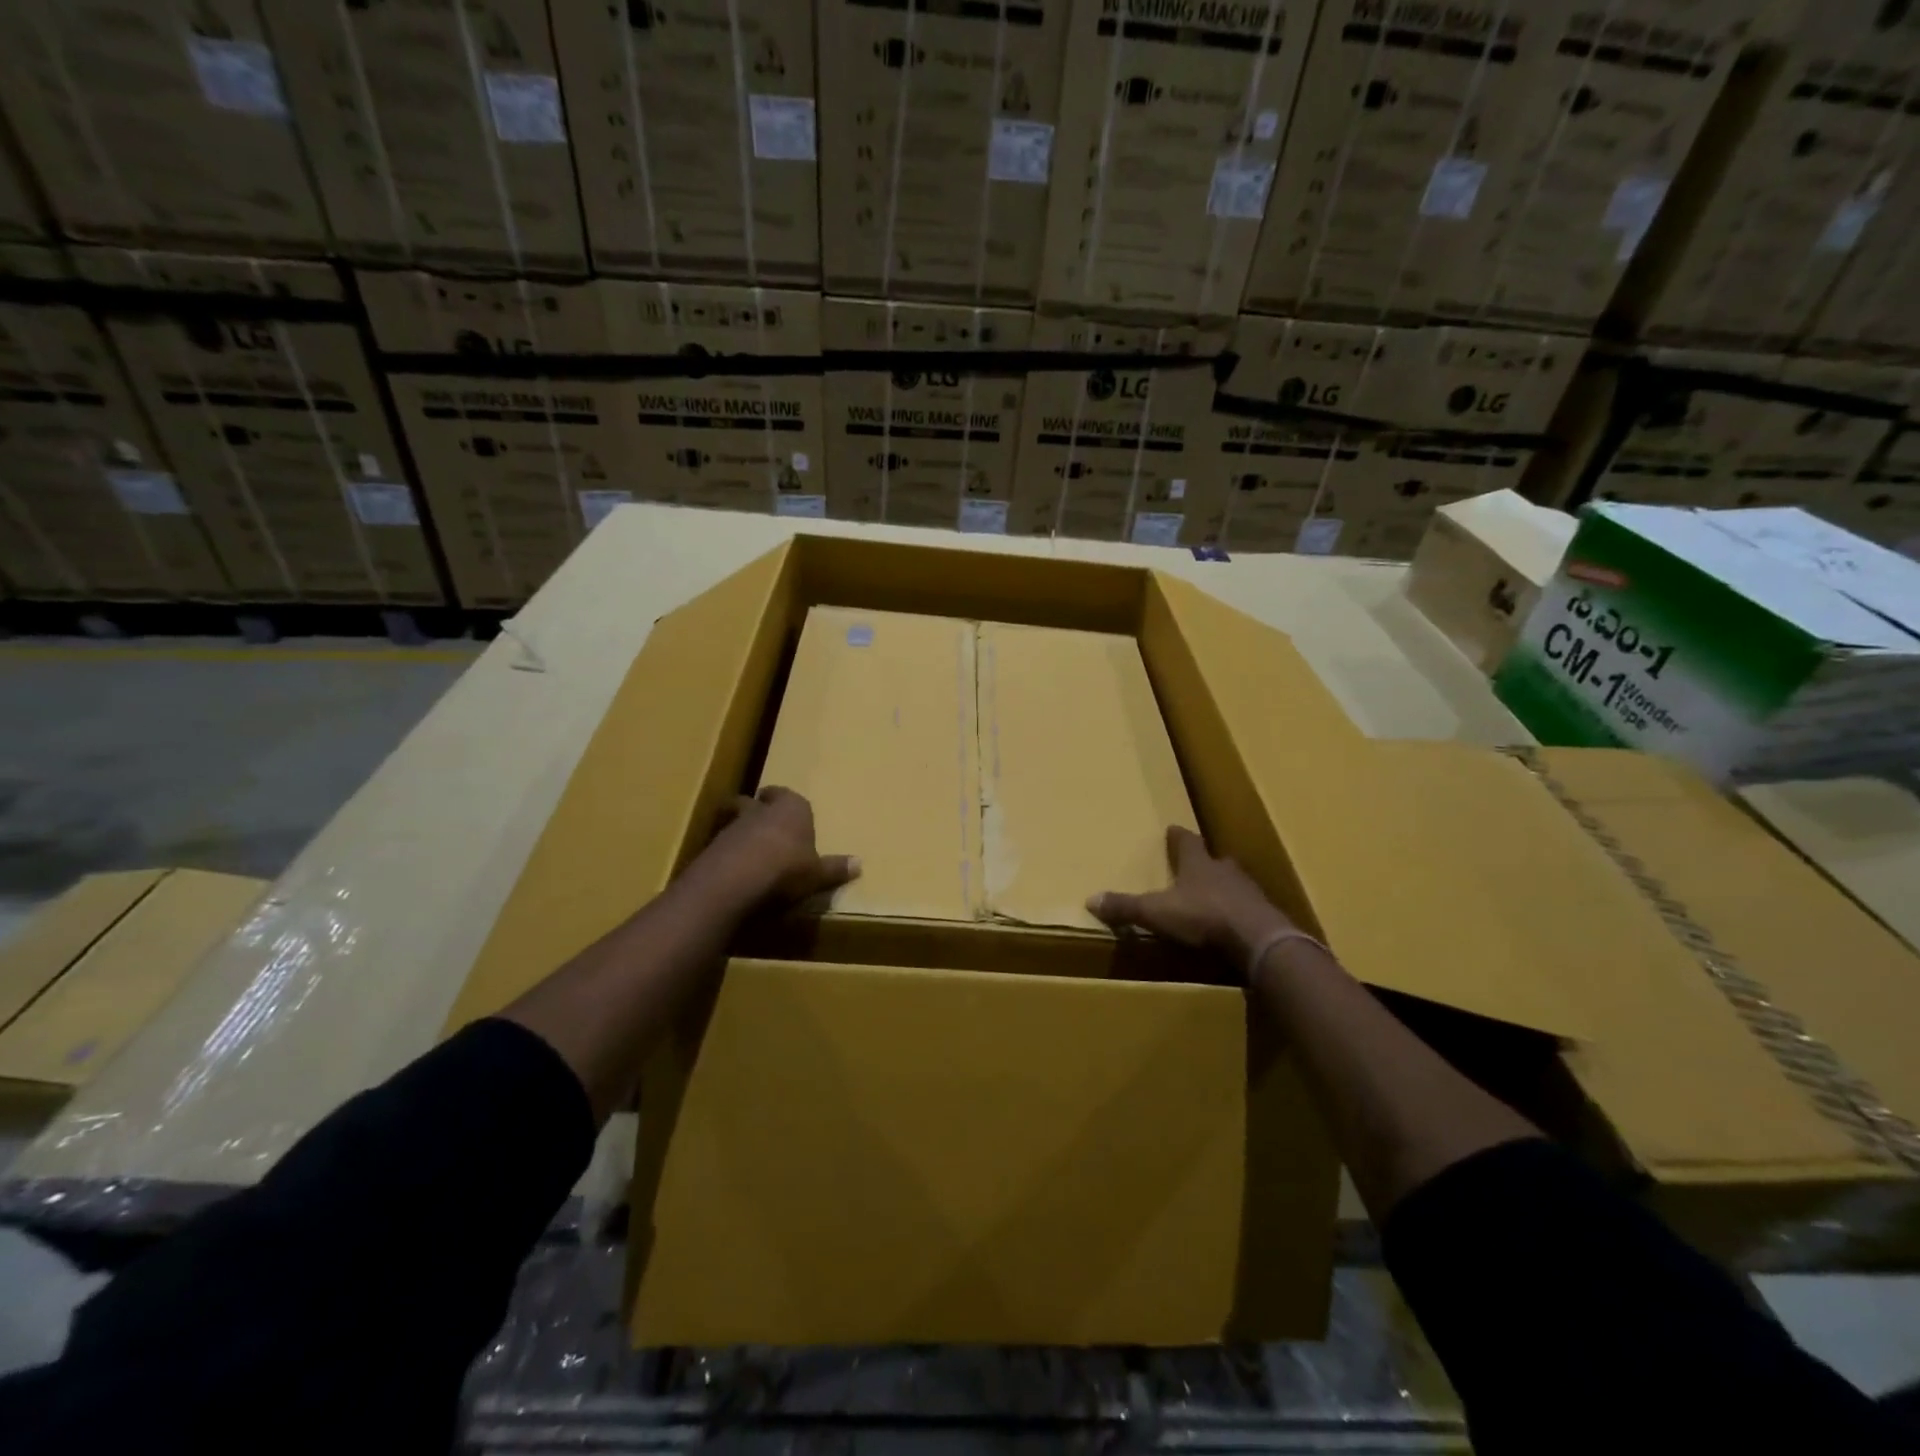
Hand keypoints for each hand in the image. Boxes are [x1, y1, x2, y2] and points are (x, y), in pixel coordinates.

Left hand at [707, 786, 859, 907]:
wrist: (734, 883)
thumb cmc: (786, 869)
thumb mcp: (817, 874)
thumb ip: (835, 868)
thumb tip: (860, 864)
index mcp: (791, 808)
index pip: (786, 794)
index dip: (785, 800)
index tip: (785, 806)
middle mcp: (760, 810)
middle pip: (756, 803)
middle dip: (759, 810)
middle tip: (765, 824)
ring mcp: (731, 827)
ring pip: (736, 821)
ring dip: (741, 833)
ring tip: (750, 851)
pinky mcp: (710, 848)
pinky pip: (722, 846)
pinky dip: (727, 854)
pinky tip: (734, 871)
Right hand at [1087, 825, 1292, 969]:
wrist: (1258, 939)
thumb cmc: (1203, 916)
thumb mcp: (1156, 912)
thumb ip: (1126, 907)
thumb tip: (1090, 899)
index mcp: (1198, 864)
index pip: (1186, 841)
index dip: (1178, 837)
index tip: (1173, 828)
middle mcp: (1225, 870)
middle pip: (1214, 859)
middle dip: (1204, 861)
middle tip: (1196, 864)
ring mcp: (1249, 891)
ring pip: (1234, 882)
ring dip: (1224, 886)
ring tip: (1214, 895)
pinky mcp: (1265, 915)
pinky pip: (1249, 908)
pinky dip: (1239, 912)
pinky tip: (1234, 923)